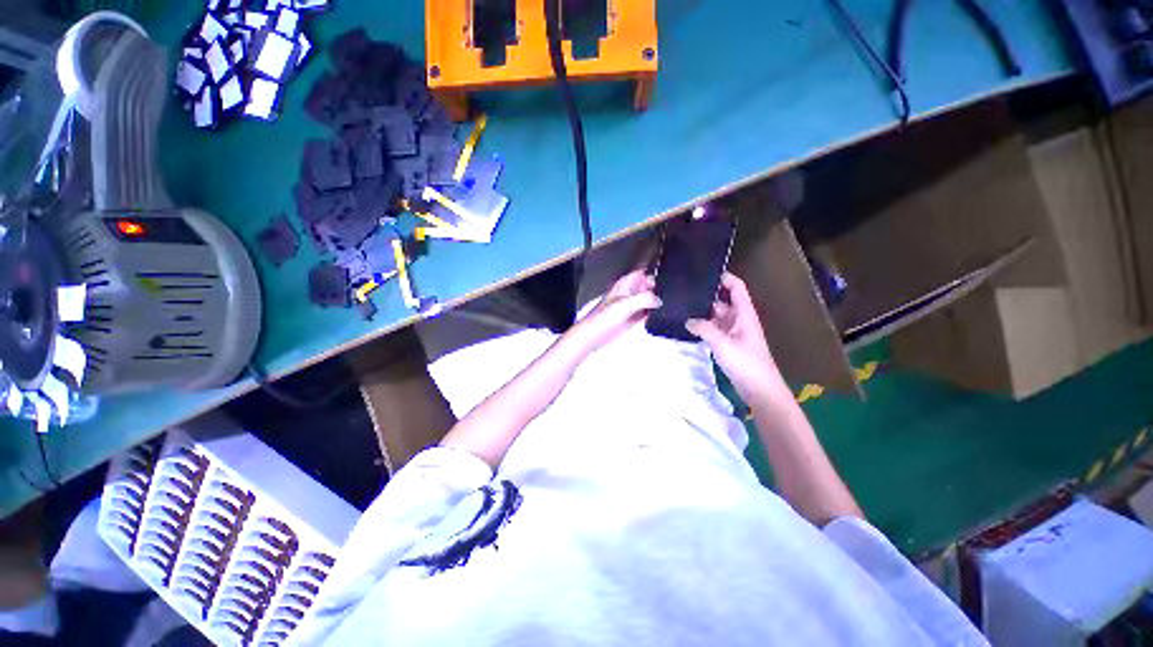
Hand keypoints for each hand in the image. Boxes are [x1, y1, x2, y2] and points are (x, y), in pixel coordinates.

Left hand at [565, 270, 660, 355]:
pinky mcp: (632, 318)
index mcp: (625, 284)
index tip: (668, 277)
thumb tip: (659, 300)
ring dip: (656, 301)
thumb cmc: (604, 317)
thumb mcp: (626, 304)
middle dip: (658, 288)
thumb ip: (645, 298)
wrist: (594, 335)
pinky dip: (653, 313)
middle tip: (671, 293)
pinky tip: (661, 315)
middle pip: (648, 286)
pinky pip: (646, 312)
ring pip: (648, 299)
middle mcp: (629, 292)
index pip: (643, 272)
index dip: (654, 272)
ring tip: (669, 304)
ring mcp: (631, 305)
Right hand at [686, 273, 788, 405]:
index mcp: (744, 314)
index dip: (725, 278)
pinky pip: (714, 330)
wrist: (759, 390)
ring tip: (682, 306)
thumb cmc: (746, 363)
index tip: (705, 272)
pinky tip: (688, 326)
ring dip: (703, 313)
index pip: (737, 288)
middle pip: (723, 301)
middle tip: (684, 291)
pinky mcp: (728, 344)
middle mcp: (739, 319)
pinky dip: (703, 327)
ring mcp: (733, 332)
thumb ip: (704, 329)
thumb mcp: (723, 344)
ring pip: (717, 316)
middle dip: (707, 295)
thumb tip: (688, 320)